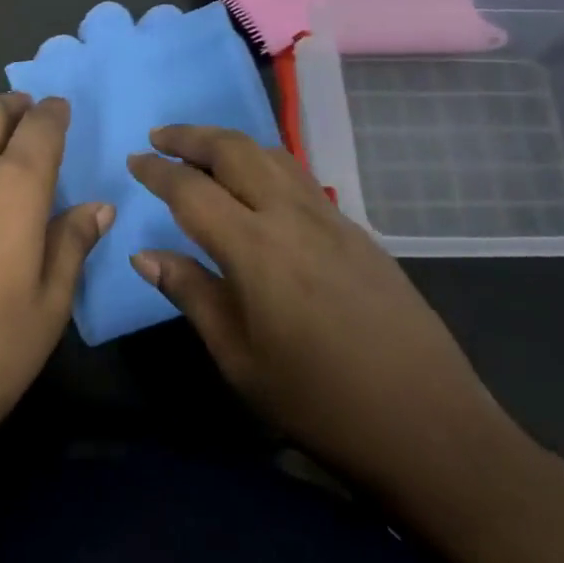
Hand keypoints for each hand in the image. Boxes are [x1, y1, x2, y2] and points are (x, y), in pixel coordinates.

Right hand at [127, 125, 516, 506]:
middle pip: (236, 151)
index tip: (133, 161)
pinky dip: (265, 164)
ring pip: (273, 156)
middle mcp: (292, 218)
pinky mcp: (358, 234)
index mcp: (255, 249)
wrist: (429, 426)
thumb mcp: (238, 358)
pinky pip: (300, 178)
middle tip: (160, 138)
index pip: (192, 190)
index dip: (158, 171)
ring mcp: (332, 221)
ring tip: (203, 151)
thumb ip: (190, 294)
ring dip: (231, 143)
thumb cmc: (319, 402)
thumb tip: (144, 255)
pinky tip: (257, 187)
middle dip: (192, 136)